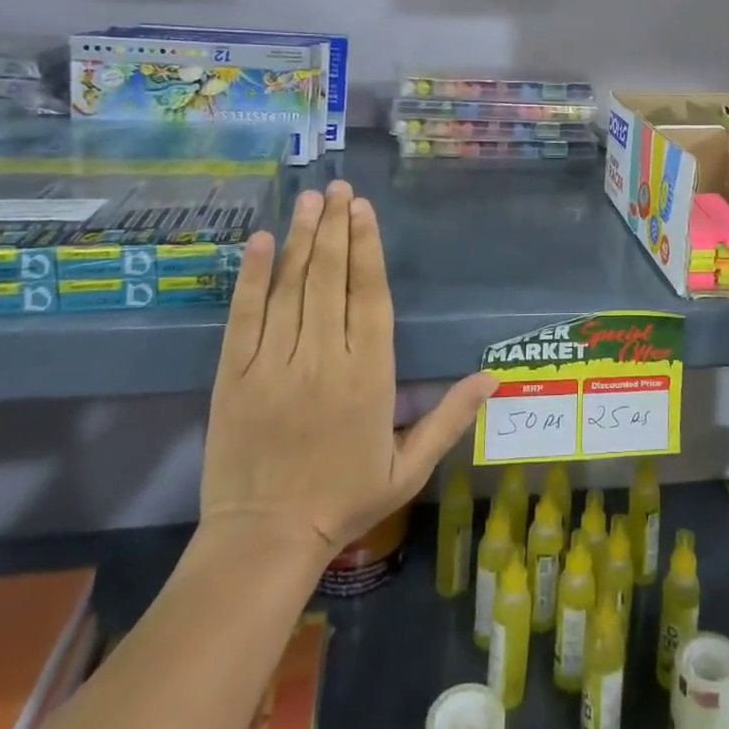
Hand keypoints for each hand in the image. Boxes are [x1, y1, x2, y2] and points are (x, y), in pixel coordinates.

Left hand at [200, 182, 497, 563]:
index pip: (369, 295)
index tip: (363, 210)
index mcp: (368, 374)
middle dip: (334, 227)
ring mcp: (275, 364)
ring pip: (291, 287)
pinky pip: (244, 317)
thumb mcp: (410, 466)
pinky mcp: (235, 375)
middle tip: (338, 187)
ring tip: (309, 198)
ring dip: (300, 238)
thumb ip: (450, 417)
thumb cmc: (345, 499)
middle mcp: (324, 357)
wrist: (265, 540)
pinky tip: (260, 242)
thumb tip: (493, 378)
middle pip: (330, 278)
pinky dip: (252, 277)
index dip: (367, 248)